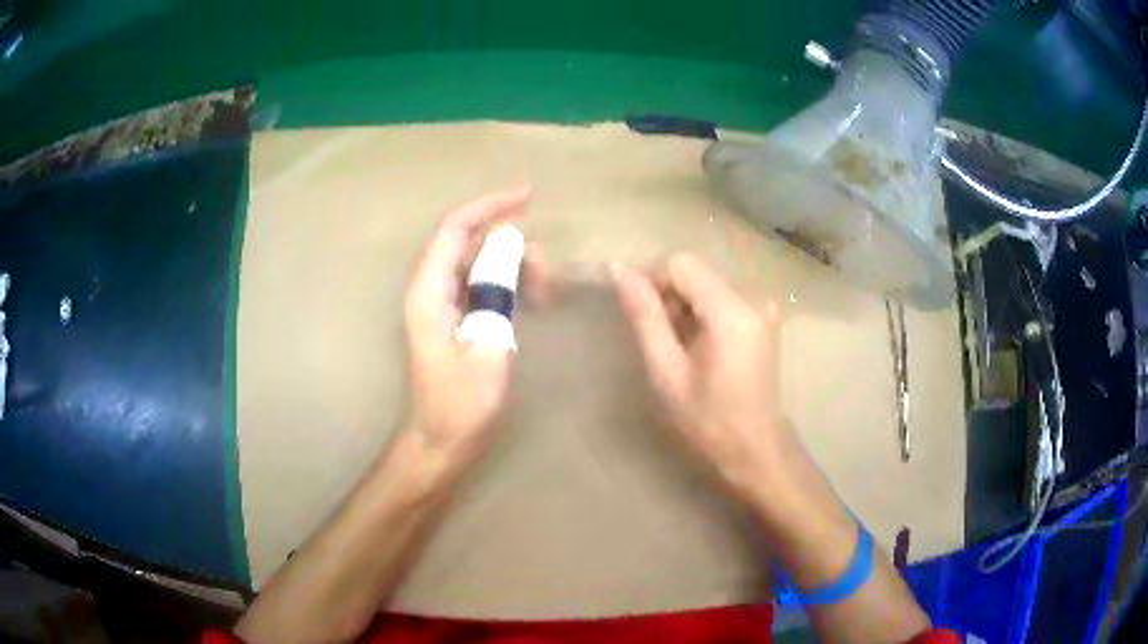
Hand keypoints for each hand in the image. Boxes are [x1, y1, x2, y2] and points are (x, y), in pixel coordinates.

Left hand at [403, 187, 532, 473]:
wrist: (440, 442)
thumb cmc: (461, 405)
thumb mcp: (488, 349)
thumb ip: (496, 293)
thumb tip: (509, 249)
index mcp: (429, 292)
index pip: (454, 229)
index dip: (488, 206)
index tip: (528, 196)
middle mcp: (430, 290)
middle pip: (468, 243)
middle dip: (511, 245)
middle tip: (548, 272)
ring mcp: (440, 304)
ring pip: (478, 264)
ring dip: (512, 267)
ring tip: (545, 291)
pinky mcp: (452, 319)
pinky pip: (480, 285)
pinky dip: (507, 284)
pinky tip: (532, 301)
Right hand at [613, 253, 785, 497]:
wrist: (754, 447)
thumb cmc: (708, 420)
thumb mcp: (667, 372)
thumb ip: (645, 317)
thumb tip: (620, 270)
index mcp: (732, 312)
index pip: (681, 263)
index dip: (651, 279)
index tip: (636, 313)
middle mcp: (752, 297)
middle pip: (695, 270)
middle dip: (667, 294)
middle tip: (656, 338)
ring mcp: (761, 305)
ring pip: (705, 281)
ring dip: (682, 304)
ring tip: (676, 346)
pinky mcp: (762, 315)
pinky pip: (720, 295)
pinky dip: (700, 311)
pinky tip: (696, 344)